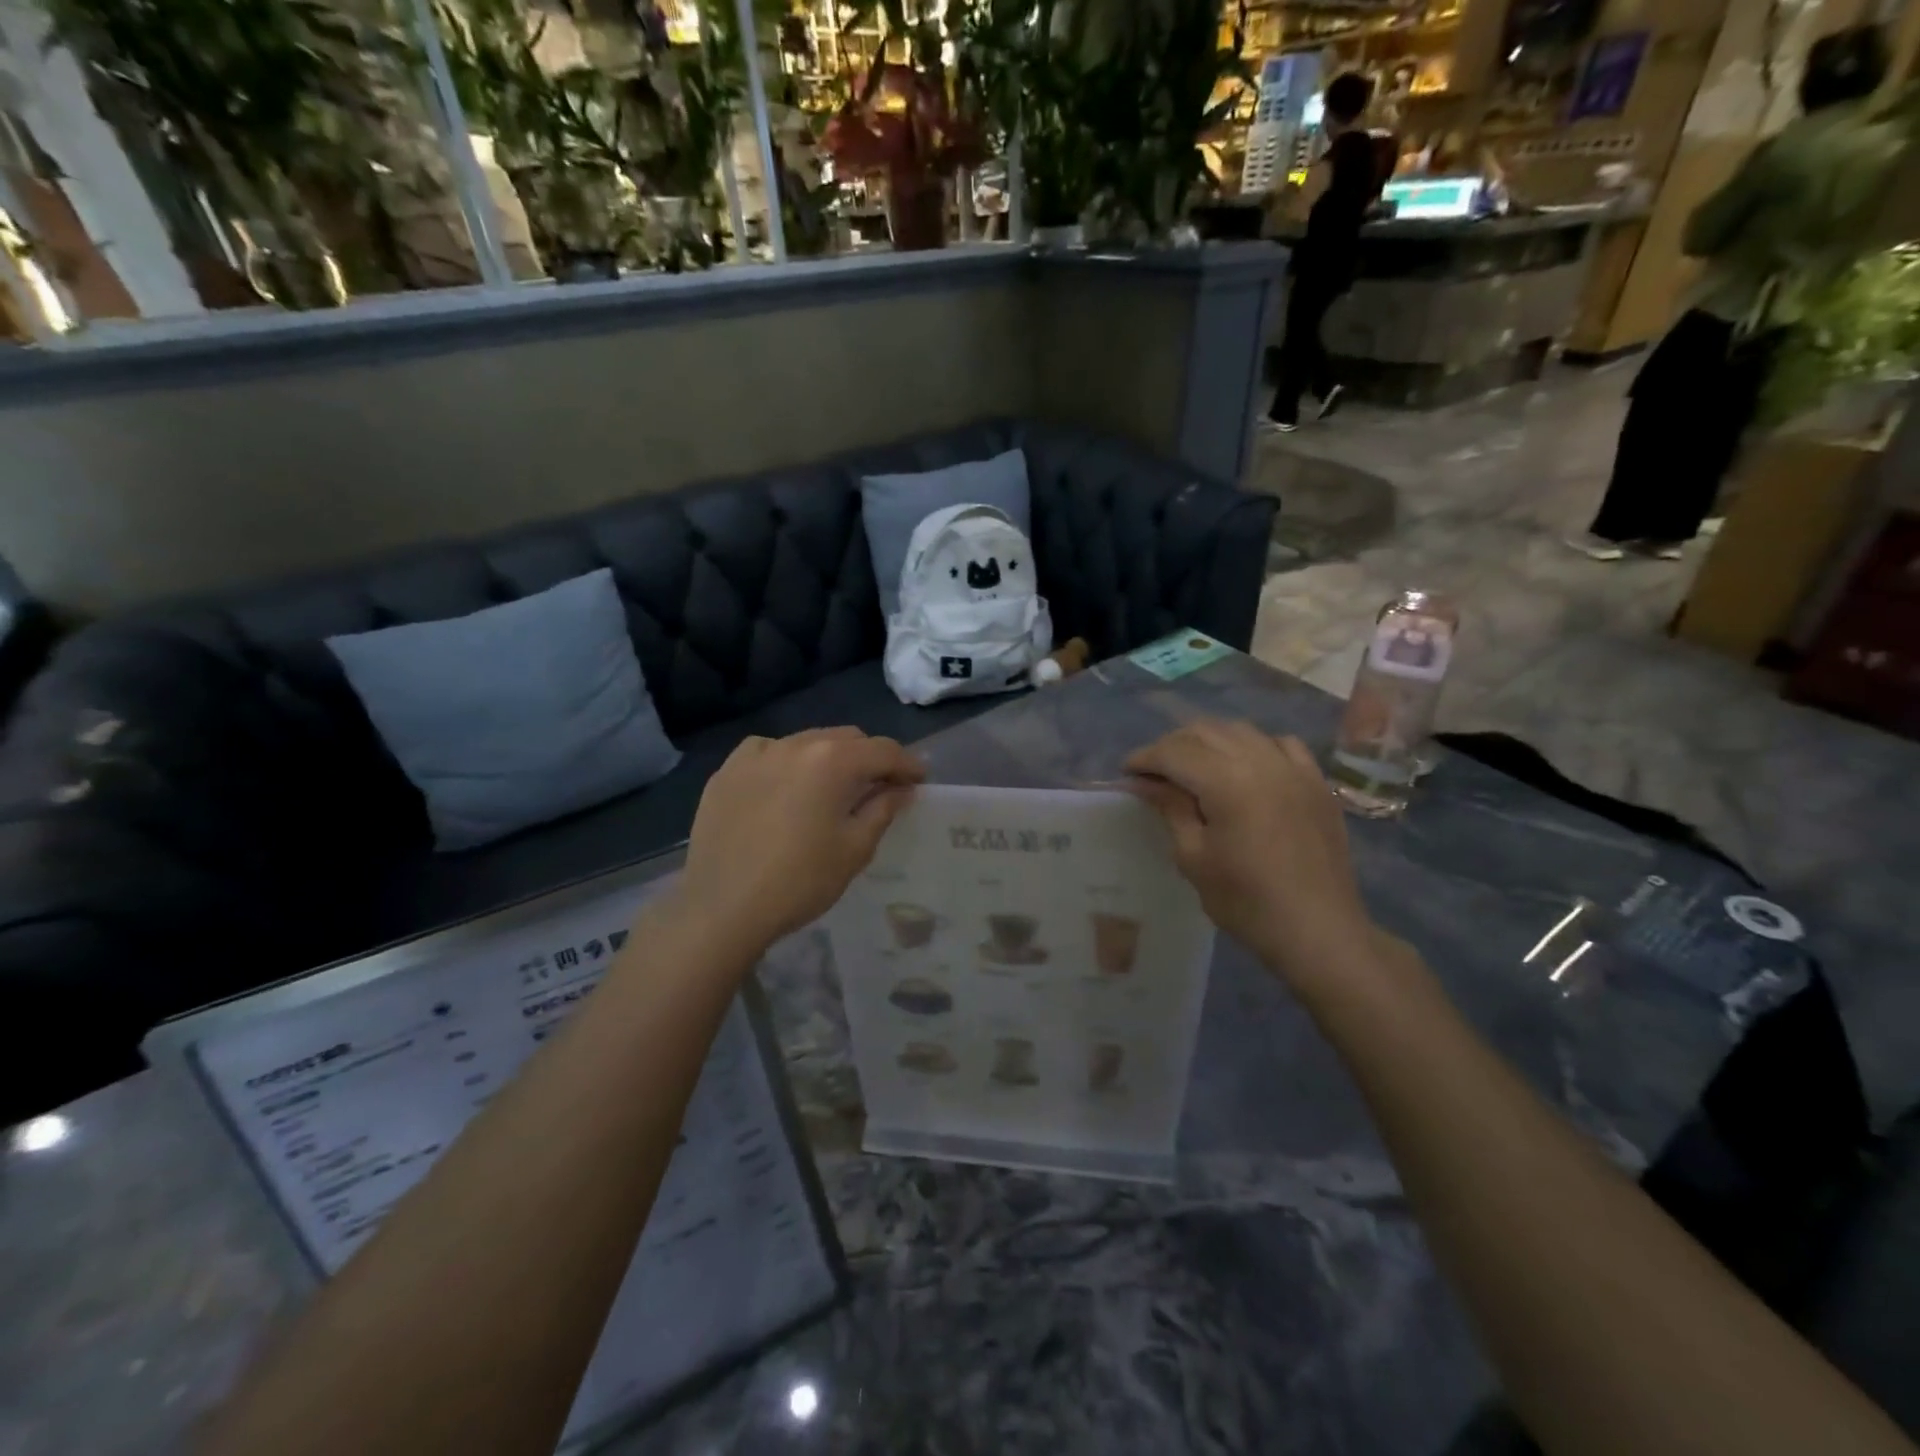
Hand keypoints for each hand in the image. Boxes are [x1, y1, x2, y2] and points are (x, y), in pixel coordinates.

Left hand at [674, 727, 923, 953]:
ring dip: (830, 758)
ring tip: (833, 787)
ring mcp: (757, 754)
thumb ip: (883, 809)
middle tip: (881, 786)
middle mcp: (796, 744)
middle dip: (870, 758)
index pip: (883, 750)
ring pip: (807, 741)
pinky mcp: (727, 771)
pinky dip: (787, 762)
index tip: (920, 780)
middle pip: (847, 738)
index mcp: (832, 760)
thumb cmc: (799, 881)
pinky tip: (786, 786)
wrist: (722, 907)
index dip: (907, 764)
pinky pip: (768, 752)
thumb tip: (900, 788)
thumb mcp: (854, 849)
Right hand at [1126, 720, 1372, 990]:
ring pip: (1241, 730)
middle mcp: (1262, 761)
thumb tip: (1143, 782)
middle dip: (1172, 745)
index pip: (1174, 752)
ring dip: (1209, 741)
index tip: (1126, 773)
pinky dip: (1253, 746)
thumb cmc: (1246, 901)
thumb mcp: (1194, 857)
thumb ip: (1170, 809)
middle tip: (1153, 772)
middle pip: (1205, 732)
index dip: (1144, 758)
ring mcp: (1294, 768)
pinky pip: (1280, 744)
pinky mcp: (1316, 782)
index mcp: (1228, 782)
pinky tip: (1245, 767)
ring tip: (1192, 766)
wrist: (1319, 931)